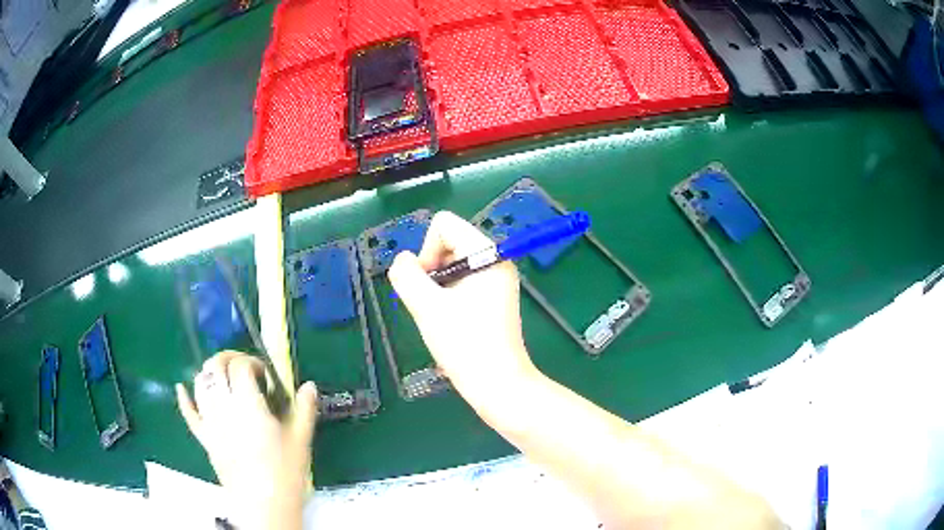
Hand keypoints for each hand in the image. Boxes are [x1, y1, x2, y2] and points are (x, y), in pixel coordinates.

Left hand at [176, 351, 317, 529]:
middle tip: (244, 367)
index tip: (265, 375)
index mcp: (249, 405)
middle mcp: (224, 407)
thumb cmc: (286, 473)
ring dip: (210, 373)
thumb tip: (309, 386)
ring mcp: (210, 422)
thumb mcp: (301, 440)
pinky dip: (184, 398)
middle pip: (215, 367)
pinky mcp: (204, 438)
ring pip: (200, 384)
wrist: (264, 505)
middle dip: (228, 358)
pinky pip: (189, 414)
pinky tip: (182, 388)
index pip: (240, 366)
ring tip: (224, 378)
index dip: (252, 362)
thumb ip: (304, 409)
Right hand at [388, 211, 537, 398]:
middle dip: (432, 268)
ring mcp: (497, 280)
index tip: (428, 284)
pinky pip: (462, 281)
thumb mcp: (427, 307)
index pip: (445, 224)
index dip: (426, 250)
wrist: (498, 384)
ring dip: (437, 286)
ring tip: (441, 316)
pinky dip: (448, 295)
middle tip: (432, 303)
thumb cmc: (465, 344)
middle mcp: (496, 260)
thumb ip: (407, 275)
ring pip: (452, 264)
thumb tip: (403, 262)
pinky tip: (450, 321)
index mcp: (488, 254)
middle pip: (449, 242)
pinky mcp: (494, 298)